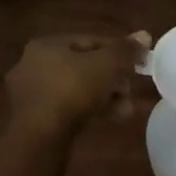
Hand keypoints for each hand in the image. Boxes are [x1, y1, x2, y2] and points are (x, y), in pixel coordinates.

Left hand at [4, 33, 147, 135]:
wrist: (39, 139)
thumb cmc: (72, 91)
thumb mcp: (106, 65)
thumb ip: (125, 50)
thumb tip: (144, 35)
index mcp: (46, 45)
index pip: (90, 41)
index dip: (117, 51)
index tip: (137, 65)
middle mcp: (33, 65)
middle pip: (83, 66)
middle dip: (111, 78)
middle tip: (129, 90)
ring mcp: (31, 94)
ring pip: (77, 89)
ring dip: (104, 97)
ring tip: (125, 109)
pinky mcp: (33, 120)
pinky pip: (67, 108)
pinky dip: (88, 111)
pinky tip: (109, 119)